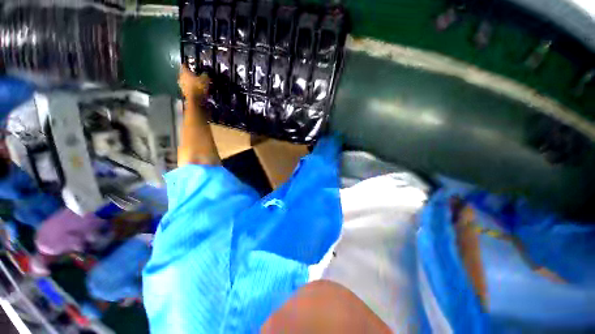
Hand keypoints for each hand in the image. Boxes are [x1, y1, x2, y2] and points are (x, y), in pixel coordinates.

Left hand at [178, 66, 209, 99]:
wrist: (194, 100)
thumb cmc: (198, 87)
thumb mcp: (205, 79)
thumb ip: (205, 75)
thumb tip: (206, 73)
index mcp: (185, 72)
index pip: (184, 65)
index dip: (187, 64)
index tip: (189, 64)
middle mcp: (181, 77)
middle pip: (184, 74)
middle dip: (189, 74)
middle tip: (194, 75)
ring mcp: (181, 85)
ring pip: (185, 81)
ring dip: (189, 81)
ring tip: (195, 83)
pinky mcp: (184, 92)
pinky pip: (187, 88)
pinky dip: (190, 88)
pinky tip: (195, 89)